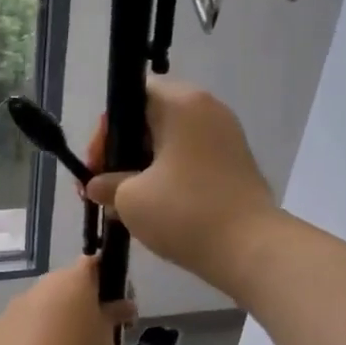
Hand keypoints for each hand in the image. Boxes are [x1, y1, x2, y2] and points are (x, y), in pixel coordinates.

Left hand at [0, 256, 135, 344]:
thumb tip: (121, 306)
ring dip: (58, 319)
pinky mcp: (0, 326)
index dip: (108, 280)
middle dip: (83, 303)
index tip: (116, 307)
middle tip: (96, 333)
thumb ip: (114, 321)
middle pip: (68, 284)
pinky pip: (27, 323)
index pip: (94, 264)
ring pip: (46, 304)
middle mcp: (43, 285)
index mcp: (74, 281)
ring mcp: (17, 304)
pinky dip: (37, 335)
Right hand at [84, 78, 278, 292]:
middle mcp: (208, 110)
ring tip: (125, 202)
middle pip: (152, 119)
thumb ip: (107, 185)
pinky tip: (154, 208)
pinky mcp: (235, 166)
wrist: (249, 248)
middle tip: (104, 185)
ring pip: (171, 143)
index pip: (133, 96)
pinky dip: (169, 178)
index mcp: (182, 104)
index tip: (96, 164)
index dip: (108, 129)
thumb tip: (97, 186)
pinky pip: (191, 161)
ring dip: (144, 168)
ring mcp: (226, 138)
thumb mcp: (130, 199)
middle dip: (123, 152)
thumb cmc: (184, 212)